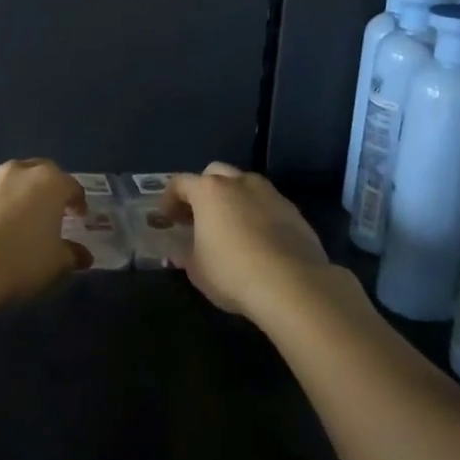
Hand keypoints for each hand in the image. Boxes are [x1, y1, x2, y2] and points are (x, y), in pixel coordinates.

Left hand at [0, 159, 89, 307]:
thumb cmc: (23, 260)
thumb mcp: (57, 263)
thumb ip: (73, 254)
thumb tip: (83, 255)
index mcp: (49, 182)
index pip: (72, 185)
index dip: (78, 201)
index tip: (79, 216)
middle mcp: (20, 172)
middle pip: (41, 173)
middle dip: (49, 189)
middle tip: (52, 211)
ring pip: (13, 181)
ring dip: (21, 195)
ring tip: (22, 220)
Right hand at [162, 163, 331, 323]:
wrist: (292, 285)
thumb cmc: (232, 272)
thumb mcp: (196, 269)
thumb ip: (185, 253)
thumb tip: (182, 250)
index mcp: (209, 191)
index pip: (180, 183)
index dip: (168, 199)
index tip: (166, 219)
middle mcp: (239, 183)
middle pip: (214, 173)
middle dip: (202, 190)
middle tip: (197, 216)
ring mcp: (270, 194)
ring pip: (245, 185)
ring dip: (232, 198)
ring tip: (229, 226)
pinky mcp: (294, 211)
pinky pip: (267, 204)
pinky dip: (257, 213)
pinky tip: (257, 239)